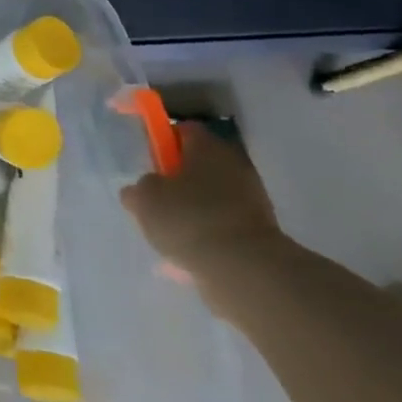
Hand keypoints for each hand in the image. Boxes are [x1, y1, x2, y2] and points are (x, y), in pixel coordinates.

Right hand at [119, 121, 282, 292]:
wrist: (246, 270)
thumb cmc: (189, 219)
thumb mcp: (144, 200)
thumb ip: (139, 189)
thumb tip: (141, 190)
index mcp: (207, 146)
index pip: (182, 130)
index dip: (163, 142)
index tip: (150, 162)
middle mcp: (234, 165)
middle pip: (201, 164)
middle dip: (180, 180)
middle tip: (158, 200)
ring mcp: (253, 199)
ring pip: (214, 196)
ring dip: (196, 209)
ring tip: (173, 233)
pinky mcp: (263, 232)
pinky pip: (226, 225)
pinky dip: (211, 234)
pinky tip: (193, 252)